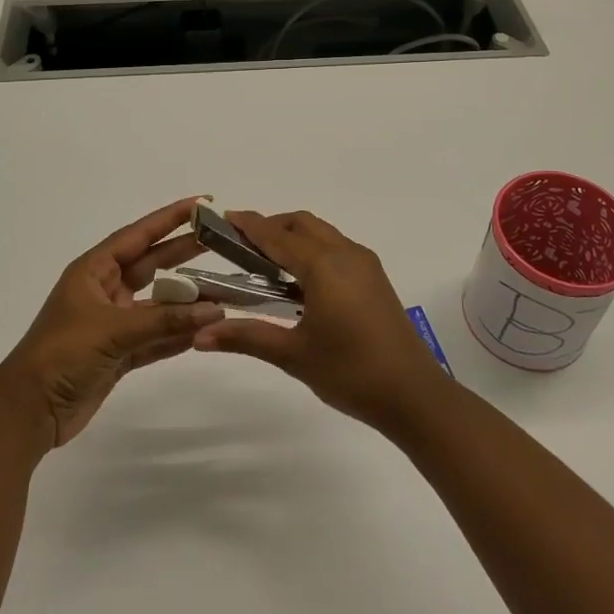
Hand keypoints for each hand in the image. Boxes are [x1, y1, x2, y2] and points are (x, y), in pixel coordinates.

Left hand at [0, 197, 224, 449]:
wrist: (28, 412)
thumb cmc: (63, 354)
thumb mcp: (114, 330)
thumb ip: (166, 320)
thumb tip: (215, 309)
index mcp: (94, 271)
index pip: (139, 235)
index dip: (170, 218)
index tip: (202, 204)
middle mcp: (105, 290)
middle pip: (152, 264)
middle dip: (184, 253)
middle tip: (223, 241)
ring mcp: (113, 323)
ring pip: (158, 305)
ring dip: (187, 301)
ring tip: (223, 292)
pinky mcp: (118, 353)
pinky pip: (155, 337)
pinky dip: (178, 335)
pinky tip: (205, 330)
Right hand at [192, 210, 447, 428]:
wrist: (413, 394)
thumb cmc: (350, 372)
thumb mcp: (293, 355)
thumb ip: (246, 337)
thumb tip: (199, 336)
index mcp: (323, 265)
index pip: (277, 236)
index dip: (249, 225)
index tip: (223, 219)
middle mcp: (345, 253)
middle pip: (301, 224)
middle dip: (271, 227)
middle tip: (241, 246)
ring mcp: (364, 264)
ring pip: (322, 233)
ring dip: (293, 237)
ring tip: (265, 263)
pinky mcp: (375, 278)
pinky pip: (336, 248)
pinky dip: (312, 250)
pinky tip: (299, 282)